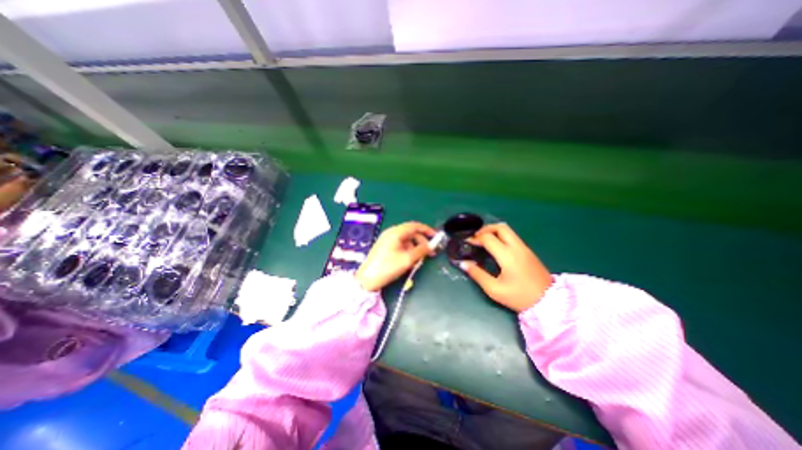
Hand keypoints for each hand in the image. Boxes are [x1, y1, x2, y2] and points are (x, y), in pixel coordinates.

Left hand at [355, 221, 435, 290]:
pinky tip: (411, 260)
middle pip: (411, 233)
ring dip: (415, 248)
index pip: (415, 226)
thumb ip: (421, 251)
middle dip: (422, 241)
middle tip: (430, 253)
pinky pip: (401, 245)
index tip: (436, 237)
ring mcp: (387, 240)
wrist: (367, 279)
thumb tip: (432, 246)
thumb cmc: (387, 267)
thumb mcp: (407, 259)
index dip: (427, 230)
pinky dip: (408, 251)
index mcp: (396, 232)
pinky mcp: (385, 247)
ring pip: (407, 240)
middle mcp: (391, 233)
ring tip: (420, 260)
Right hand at [461, 221, 554, 312]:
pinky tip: (496, 247)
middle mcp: (517, 247)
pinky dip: (501, 236)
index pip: (488, 238)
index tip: (467, 242)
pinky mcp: (529, 251)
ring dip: (494, 231)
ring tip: (484, 241)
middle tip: (476, 237)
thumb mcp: (494, 289)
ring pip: (508, 230)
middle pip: (500, 227)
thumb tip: (463, 263)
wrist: (549, 302)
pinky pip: (513, 237)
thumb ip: (477, 274)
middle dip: (485, 229)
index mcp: (507, 256)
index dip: (475, 238)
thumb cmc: (519, 297)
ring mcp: (525, 248)